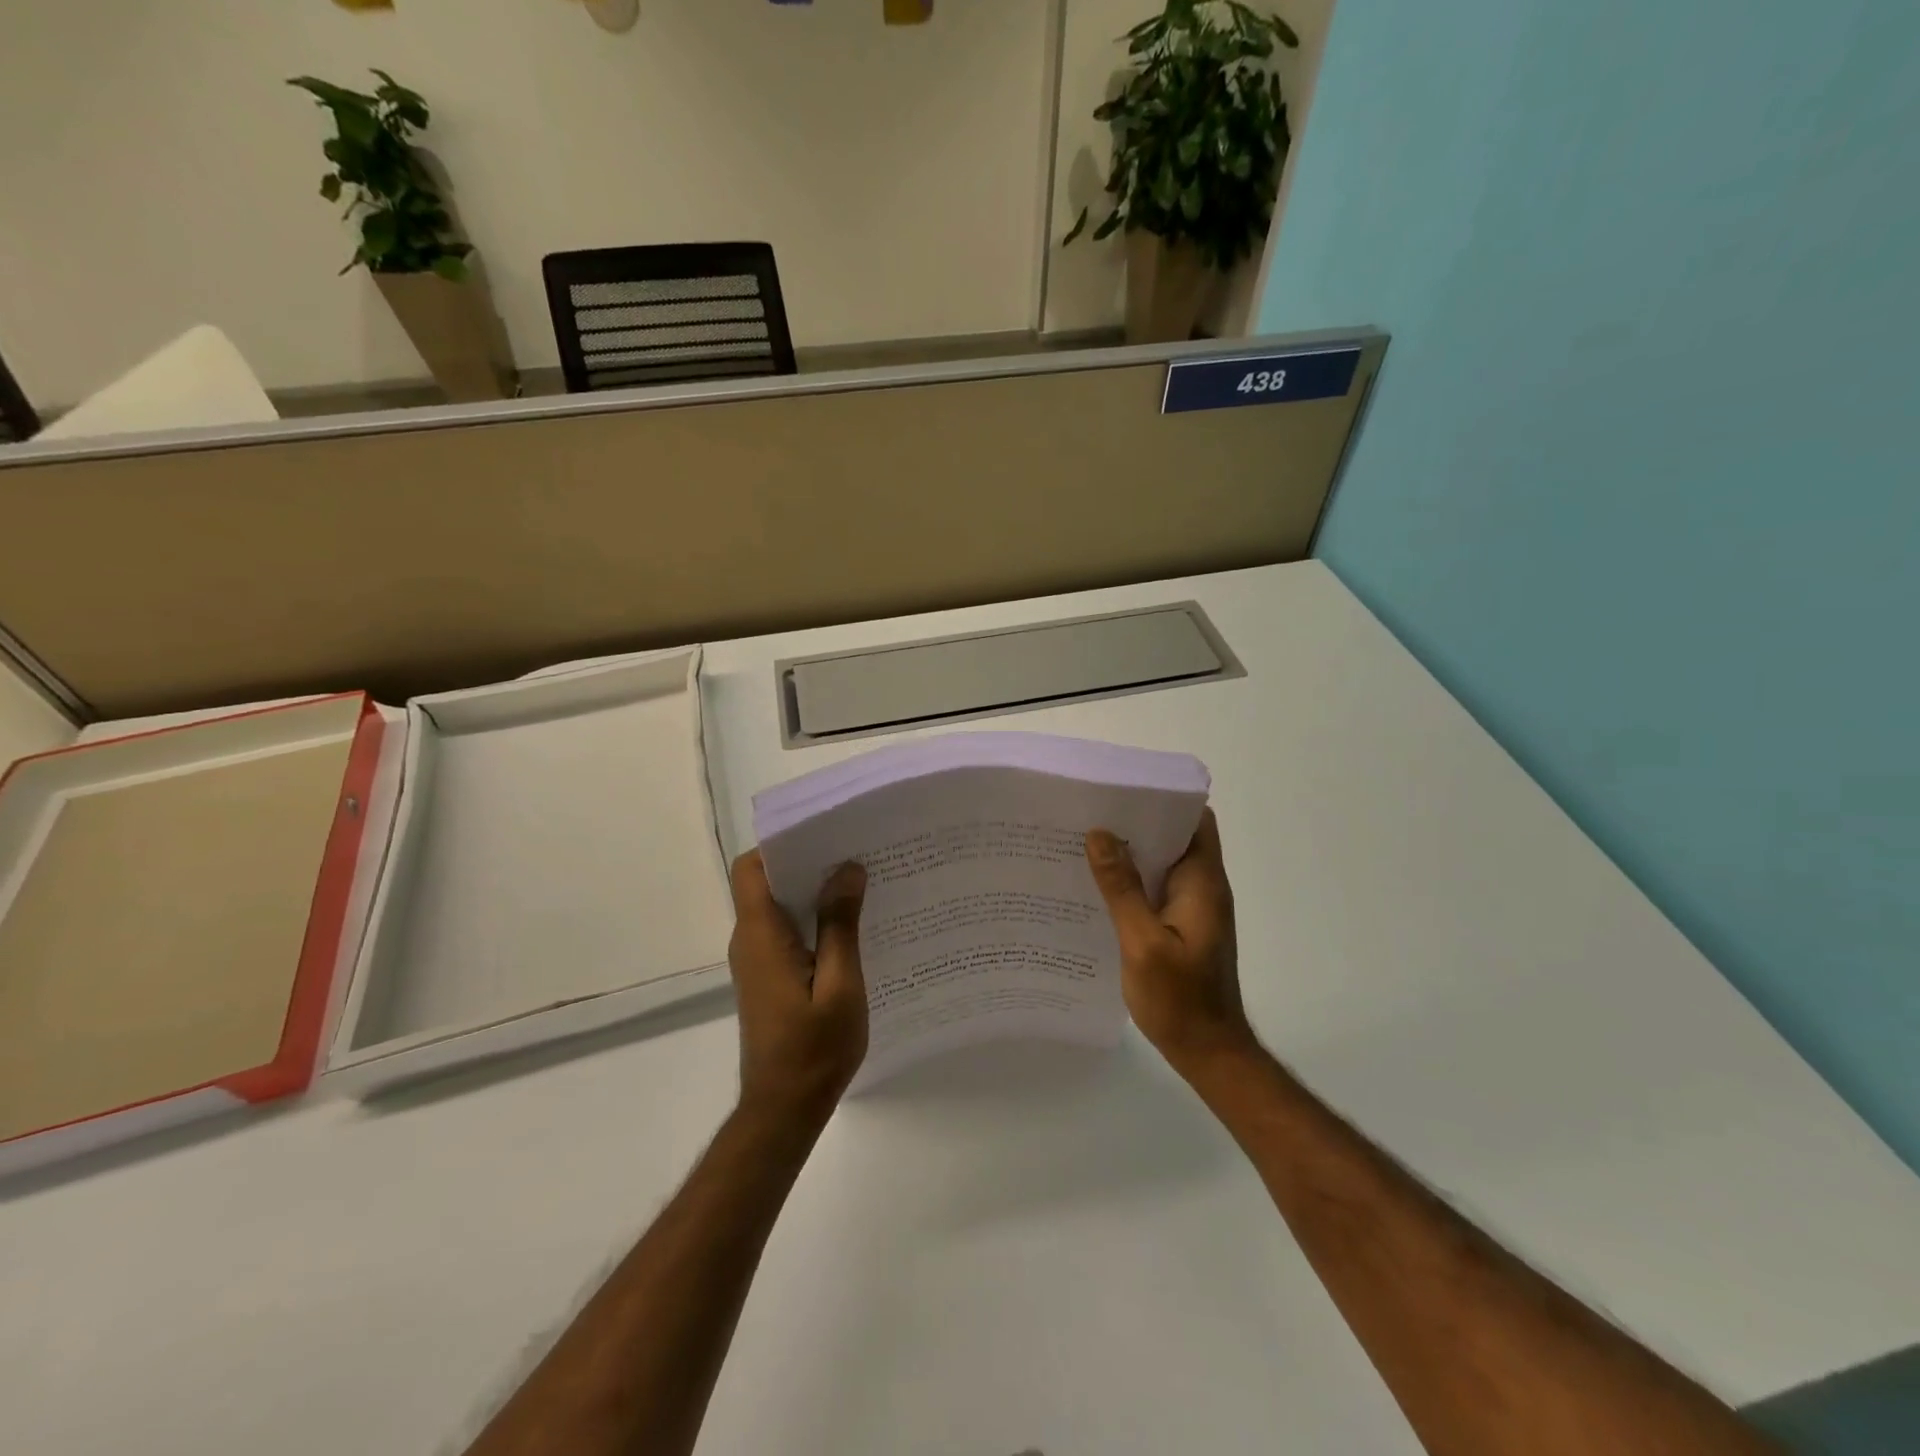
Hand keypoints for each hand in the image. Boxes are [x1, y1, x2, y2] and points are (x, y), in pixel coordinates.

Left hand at [727, 851, 868, 1123]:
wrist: (784, 1110)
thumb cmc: (814, 1049)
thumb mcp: (840, 984)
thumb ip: (840, 924)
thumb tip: (846, 868)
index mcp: (761, 935)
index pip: (751, 869)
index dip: (781, 844)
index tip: (824, 833)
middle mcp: (751, 941)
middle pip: (767, 881)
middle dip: (808, 861)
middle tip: (856, 851)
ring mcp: (758, 960)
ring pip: (779, 906)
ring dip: (813, 890)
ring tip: (861, 880)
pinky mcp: (769, 976)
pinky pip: (787, 930)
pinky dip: (813, 918)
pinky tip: (852, 924)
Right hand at [1086, 808, 1254, 1074]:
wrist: (1208, 1052)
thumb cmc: (1180, 999)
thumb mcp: (1143, 942)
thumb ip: (1122, 888)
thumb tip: (1100, 834)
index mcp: (1202, 883)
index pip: (1195, 820)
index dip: (1164, 799)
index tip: (1122, 790)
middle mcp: (1202, 888)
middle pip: (1175, 837)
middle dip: (1137, 822)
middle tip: (1089, 813)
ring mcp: (1193, 908)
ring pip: (1163, 864)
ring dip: (1131, 853)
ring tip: (1084, 842)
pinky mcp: (1182, 927)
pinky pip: (1156, 889)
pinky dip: (1132, 881)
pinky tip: (1096, 886)